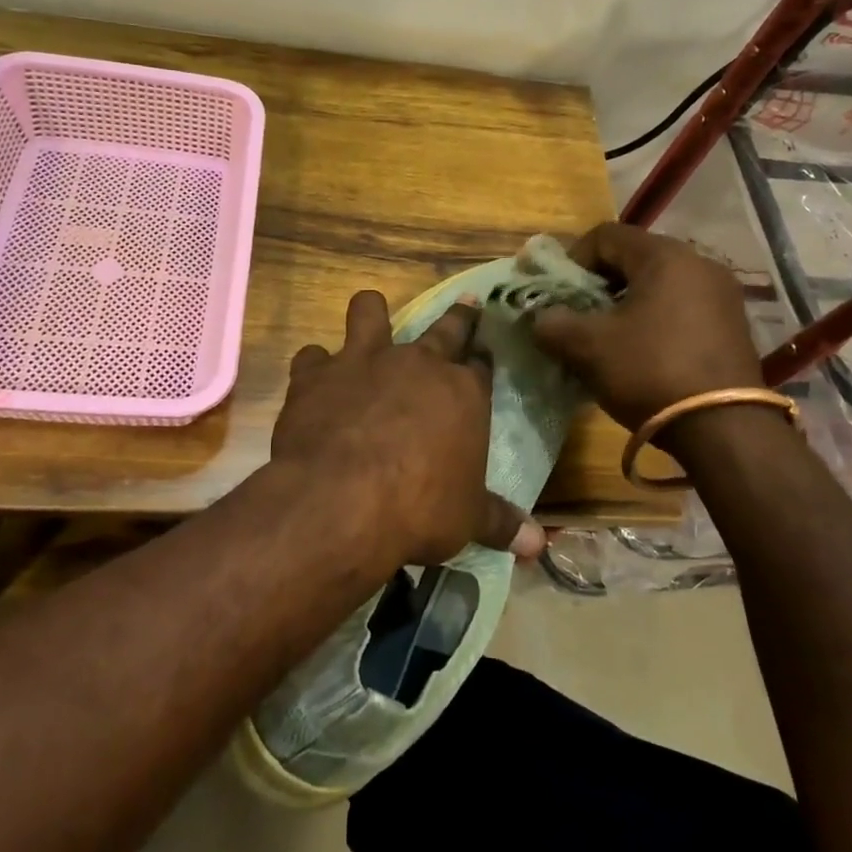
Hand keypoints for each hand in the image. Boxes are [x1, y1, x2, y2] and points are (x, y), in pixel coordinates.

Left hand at [272, 290, 545, 569]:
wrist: (343, 500)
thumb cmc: (420, 508)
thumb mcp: (467, 520)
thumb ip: (500, 523)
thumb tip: (539, 546)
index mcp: (462, 392)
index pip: (480, 364)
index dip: (482, 357)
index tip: (483, 353)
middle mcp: (417, 364)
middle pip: (445, 328)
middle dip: (459, 317)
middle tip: (466, 305)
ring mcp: (364, 361)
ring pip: (369, 311)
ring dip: (371, 313)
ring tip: (371, 317)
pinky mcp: (317, 374)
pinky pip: (312, 355)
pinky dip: (315, 367)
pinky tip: (314, 381)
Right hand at [531, 223, 764, 434]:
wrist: (726, 430)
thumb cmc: (651, 372)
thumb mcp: (589, 347)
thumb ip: (553, 324)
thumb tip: (542, 319)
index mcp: (665, 255)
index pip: (605, 235)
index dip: (572, 261)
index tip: (559, 296)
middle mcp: (699, 263)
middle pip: (633, 258)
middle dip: (598, 285)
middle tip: (579, 318)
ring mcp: (722, 295)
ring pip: (658, 285)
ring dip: (625, 305)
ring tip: (607, 340)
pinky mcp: (733, 326)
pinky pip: (681, 308)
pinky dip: (654, 321)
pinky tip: (642, 355)